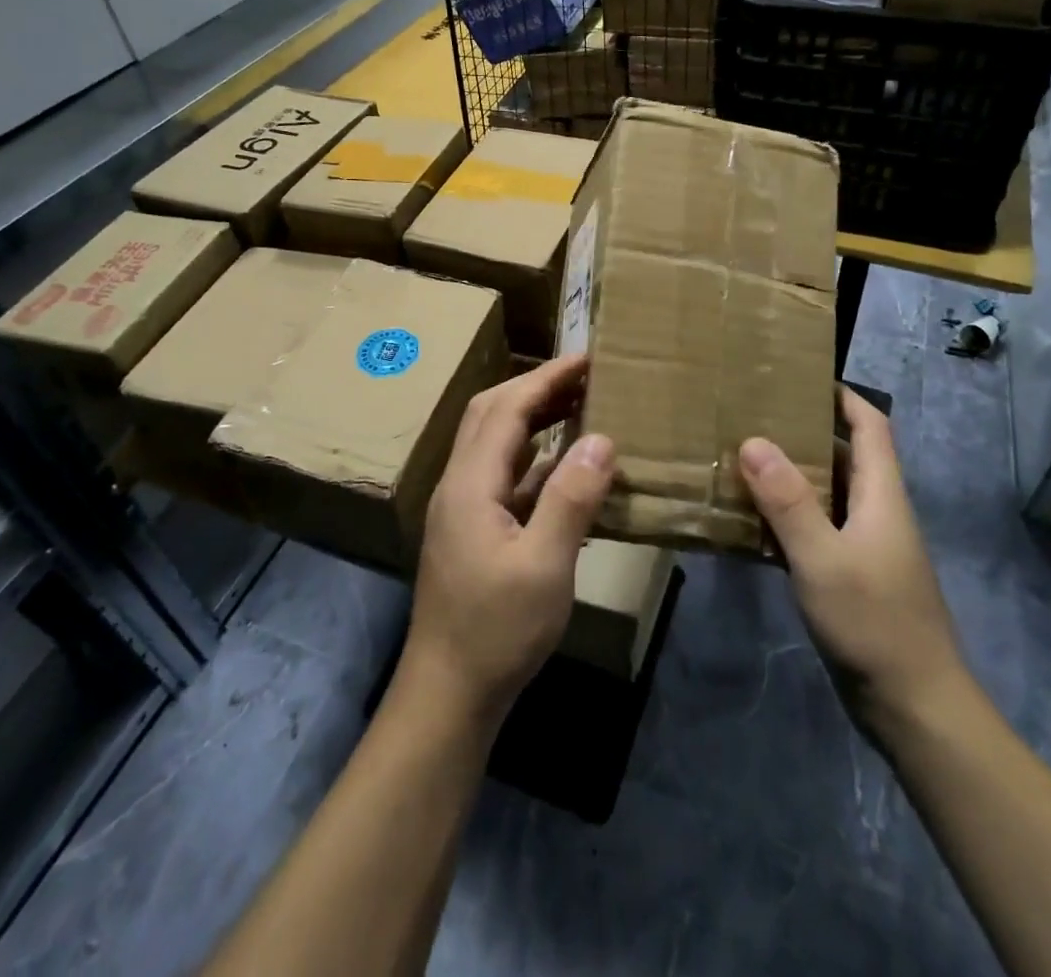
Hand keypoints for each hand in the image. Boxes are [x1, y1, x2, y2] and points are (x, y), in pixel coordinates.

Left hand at [401, 354, 615, 727]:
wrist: (448, 693)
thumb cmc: (497, 631)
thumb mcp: (545, 566)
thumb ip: (572, 498)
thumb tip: (602, 438)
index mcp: (470, 482)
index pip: (507, 408)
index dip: (547, 377)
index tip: (588, 358)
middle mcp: (459, 483)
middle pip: (493, 414)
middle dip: (537, 387)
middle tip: (585, 376)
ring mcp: (462, 507)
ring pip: (496, 442)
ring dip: (534, 417)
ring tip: (580, 406)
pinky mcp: (472, 529)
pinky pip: (504, 474)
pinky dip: (534, 457)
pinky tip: (565, 466)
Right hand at [739, 388, 968, 729]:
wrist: (915, 708)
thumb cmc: (874, 623)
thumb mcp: (823, 558)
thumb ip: (788, 501)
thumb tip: (753, 441)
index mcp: (882, 495)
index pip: (870, 426)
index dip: (842, 396)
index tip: (799, 377)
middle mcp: (877, 512)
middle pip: (845, 456)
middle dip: (804, 432)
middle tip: (752, 417)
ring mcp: (866, 547)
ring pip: (827, 495)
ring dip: (790, 477)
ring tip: (742, 461)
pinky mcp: (852, 577)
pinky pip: (816, 531)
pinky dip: (787, 519)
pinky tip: (751, 523)